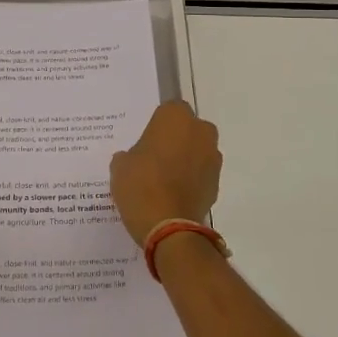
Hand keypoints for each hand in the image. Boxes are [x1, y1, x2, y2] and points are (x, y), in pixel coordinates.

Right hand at [110, 101, 221, 247]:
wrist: (169, 227)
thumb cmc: (141, 185)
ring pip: (197, 150)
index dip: (157, 125)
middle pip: (187, 128)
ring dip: (185, 159)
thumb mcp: (120, 166)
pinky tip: (173, 194)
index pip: (168, 110)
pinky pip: (201, 173)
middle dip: (175, 139)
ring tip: (163, 180)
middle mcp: (200, 130)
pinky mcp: (217, 182)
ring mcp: (213, 157)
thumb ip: (129, 155)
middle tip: (153, 158)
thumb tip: (135, 159)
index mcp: (175, 117)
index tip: (145, 141)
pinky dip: (191, 179)